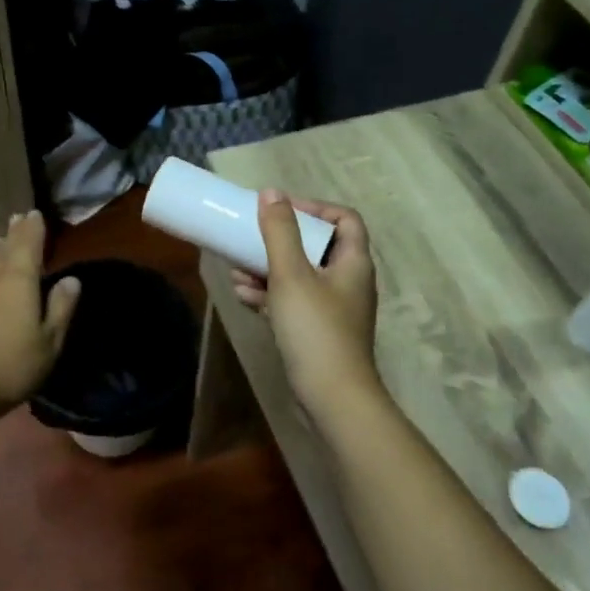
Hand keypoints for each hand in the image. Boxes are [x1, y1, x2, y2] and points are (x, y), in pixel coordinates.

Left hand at [0, 212, 80, 422]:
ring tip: (0, 241)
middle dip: (13, 234)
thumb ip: (61, 308)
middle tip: (17, 218)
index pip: (28, 246)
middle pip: (4, 249)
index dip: (33, 229)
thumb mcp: (49, 342)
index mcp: (18, 282)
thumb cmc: (11, 366)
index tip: (35, 213)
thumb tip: (71, 279)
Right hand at [235, 192, 380, 408]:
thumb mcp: (291, 275)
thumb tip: (271, 193)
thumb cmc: (315, 329)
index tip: (280, 209)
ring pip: (299, 276)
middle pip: (316, 247)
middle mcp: (347, 281)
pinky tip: (243, 296)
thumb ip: (280, 232)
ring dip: (268, 269)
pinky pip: (292, 302)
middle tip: (250, 237)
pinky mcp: (316, 332)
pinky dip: (270, 295)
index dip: (314, 207)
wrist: (331, 397)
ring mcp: (333, 309)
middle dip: (279, 240)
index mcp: (353, 262)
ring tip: (236, 269)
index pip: (344, 219)